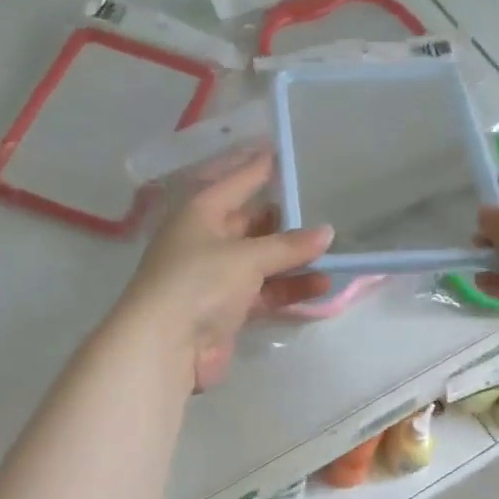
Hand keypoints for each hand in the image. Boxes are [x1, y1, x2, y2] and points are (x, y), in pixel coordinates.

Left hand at [119, 152, 333, 390]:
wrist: (165, 346)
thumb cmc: (199, 282)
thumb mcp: (246, 257)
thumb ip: (288, 246)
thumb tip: (326, 233)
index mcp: (200, 215)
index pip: (235, 184)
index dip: (259, 169)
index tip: (283, 152)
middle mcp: (207, 242)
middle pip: (252, 225)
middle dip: (285, 223)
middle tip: (323, 213)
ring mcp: (216, 279)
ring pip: (262, 262)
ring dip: (294, 260)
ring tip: (332, 254)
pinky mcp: (227, 311)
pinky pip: (265, 293)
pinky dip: (289, 289)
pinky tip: (321, 285)